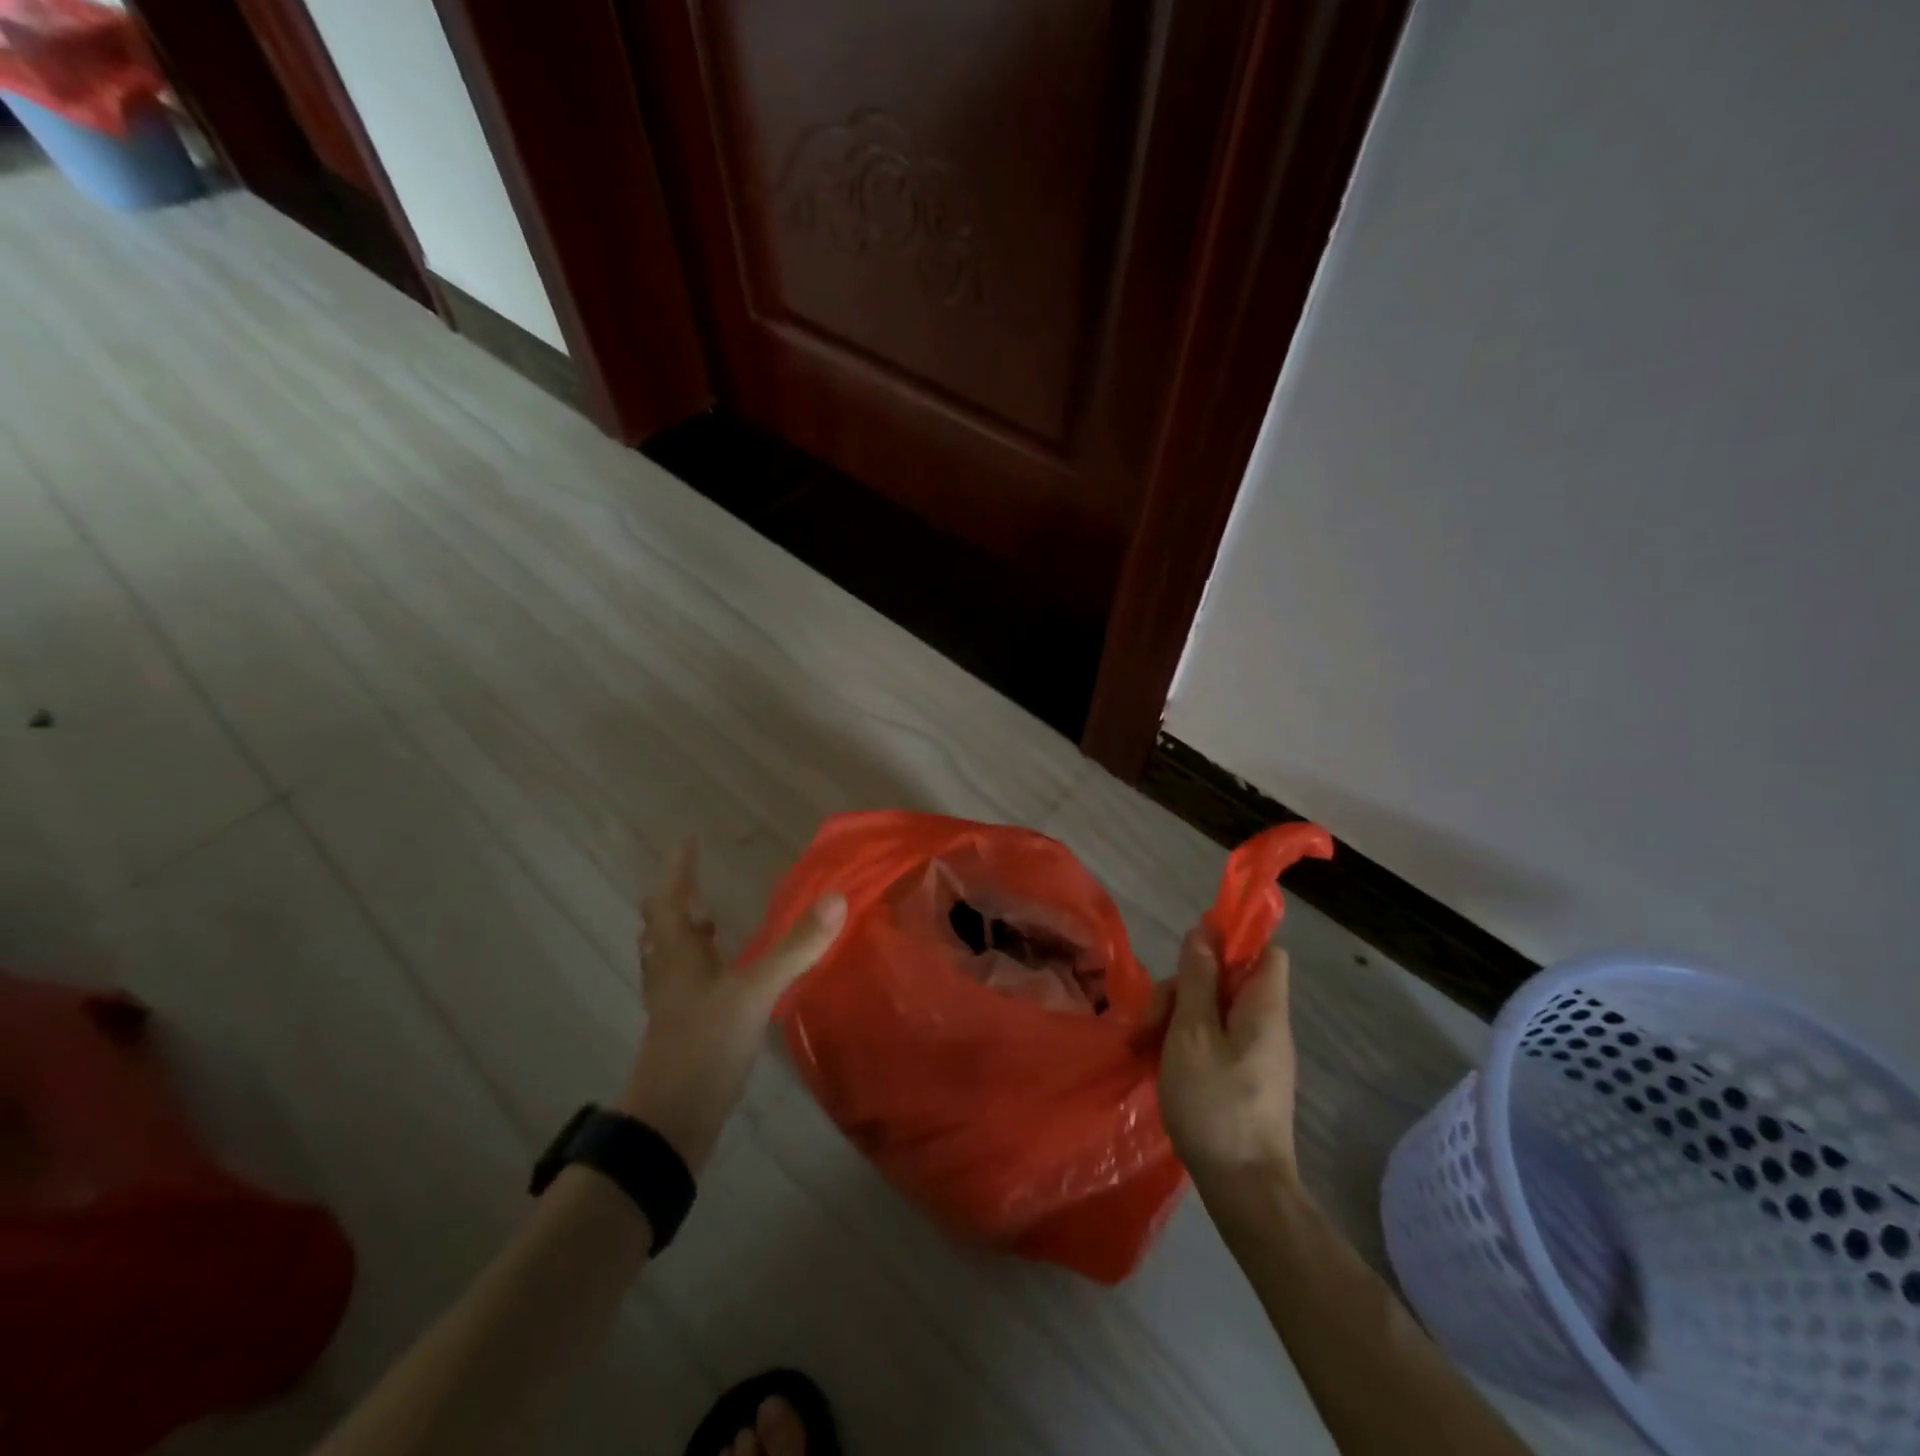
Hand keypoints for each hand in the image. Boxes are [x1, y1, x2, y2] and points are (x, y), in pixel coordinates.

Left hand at [616, 840, 845, 1172]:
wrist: (670, 1126)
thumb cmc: (704, 1047)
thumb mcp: (755, 993)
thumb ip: (795, 947)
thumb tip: (835, 897)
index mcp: (678, 957)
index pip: (670, 900)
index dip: (678, 869)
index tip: (687, 841)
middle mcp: (670, 976)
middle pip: (662, 929)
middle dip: (677, 902)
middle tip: (697, 883)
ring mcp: (674, 1008)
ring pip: (671, 960)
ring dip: (685, 936)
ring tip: (710, 922)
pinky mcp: (685, 1034)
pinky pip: (688, 988)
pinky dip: (700, 970)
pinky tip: (725, 980)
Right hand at [1157, 927, 1301, 1192]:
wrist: (1244, 1190)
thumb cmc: (1215, 1103)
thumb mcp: (1192, 1033)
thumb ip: (1198, 980)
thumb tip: (1204, 932)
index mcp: (1263, 1008)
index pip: (1266, 952)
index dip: (1233, 941)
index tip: (1191, 953)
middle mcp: (1266, 1026)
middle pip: (1227, 982)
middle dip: (1184, 988)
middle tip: (1151, 1018)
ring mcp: (1256, 1055)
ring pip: (1214, 1012)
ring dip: (1176, 1018)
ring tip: (1142, 1046)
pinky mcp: (1243, 1080)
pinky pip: (1214, 1041)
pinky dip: (1185, 1043)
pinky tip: (1155, 1061)